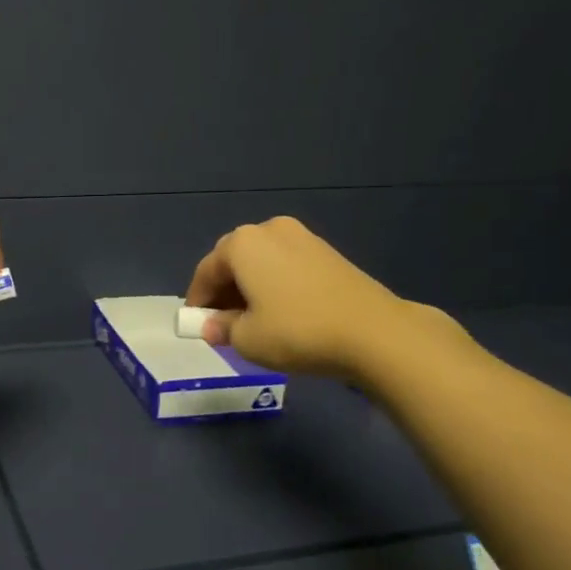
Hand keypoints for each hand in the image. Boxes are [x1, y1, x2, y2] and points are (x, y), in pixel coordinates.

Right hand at [184, 216, 453, 379]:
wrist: (374, 332)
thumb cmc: (297, 331)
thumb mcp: (247, 339)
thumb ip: (222, 328)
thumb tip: (212, 327)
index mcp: (242, 244)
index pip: (206, 271)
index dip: (198, 300)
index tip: (196, 325)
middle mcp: (268, 229)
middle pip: (234, 260)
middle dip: (224, 290)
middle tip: (223, 323)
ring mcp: (302, 237)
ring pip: (262, 262)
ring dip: (251, 287)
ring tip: (254, 320)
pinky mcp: (328, 252)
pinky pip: (286, 265)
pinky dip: (276, 285)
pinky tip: (283, 312)